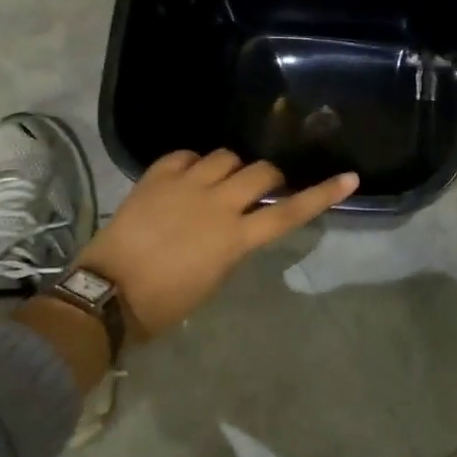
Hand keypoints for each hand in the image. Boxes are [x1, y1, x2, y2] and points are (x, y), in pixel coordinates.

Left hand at [76, 151, 356, 342]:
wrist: (107, 293)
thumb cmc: (165, 302)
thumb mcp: (213, 278)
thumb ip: (233, 245)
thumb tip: (238, 226)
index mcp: (235, 238)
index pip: (288, 212)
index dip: (322, 195)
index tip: (349, 178)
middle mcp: (216, 204)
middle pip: (260, 172)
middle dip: (268, 177)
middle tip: (260, 188)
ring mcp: (185, 185)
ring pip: (225, 156)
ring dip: (231, 167)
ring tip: (219, 181)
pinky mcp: (156, 177)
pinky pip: (185, 154)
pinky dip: (193, 162)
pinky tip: (188, 175)